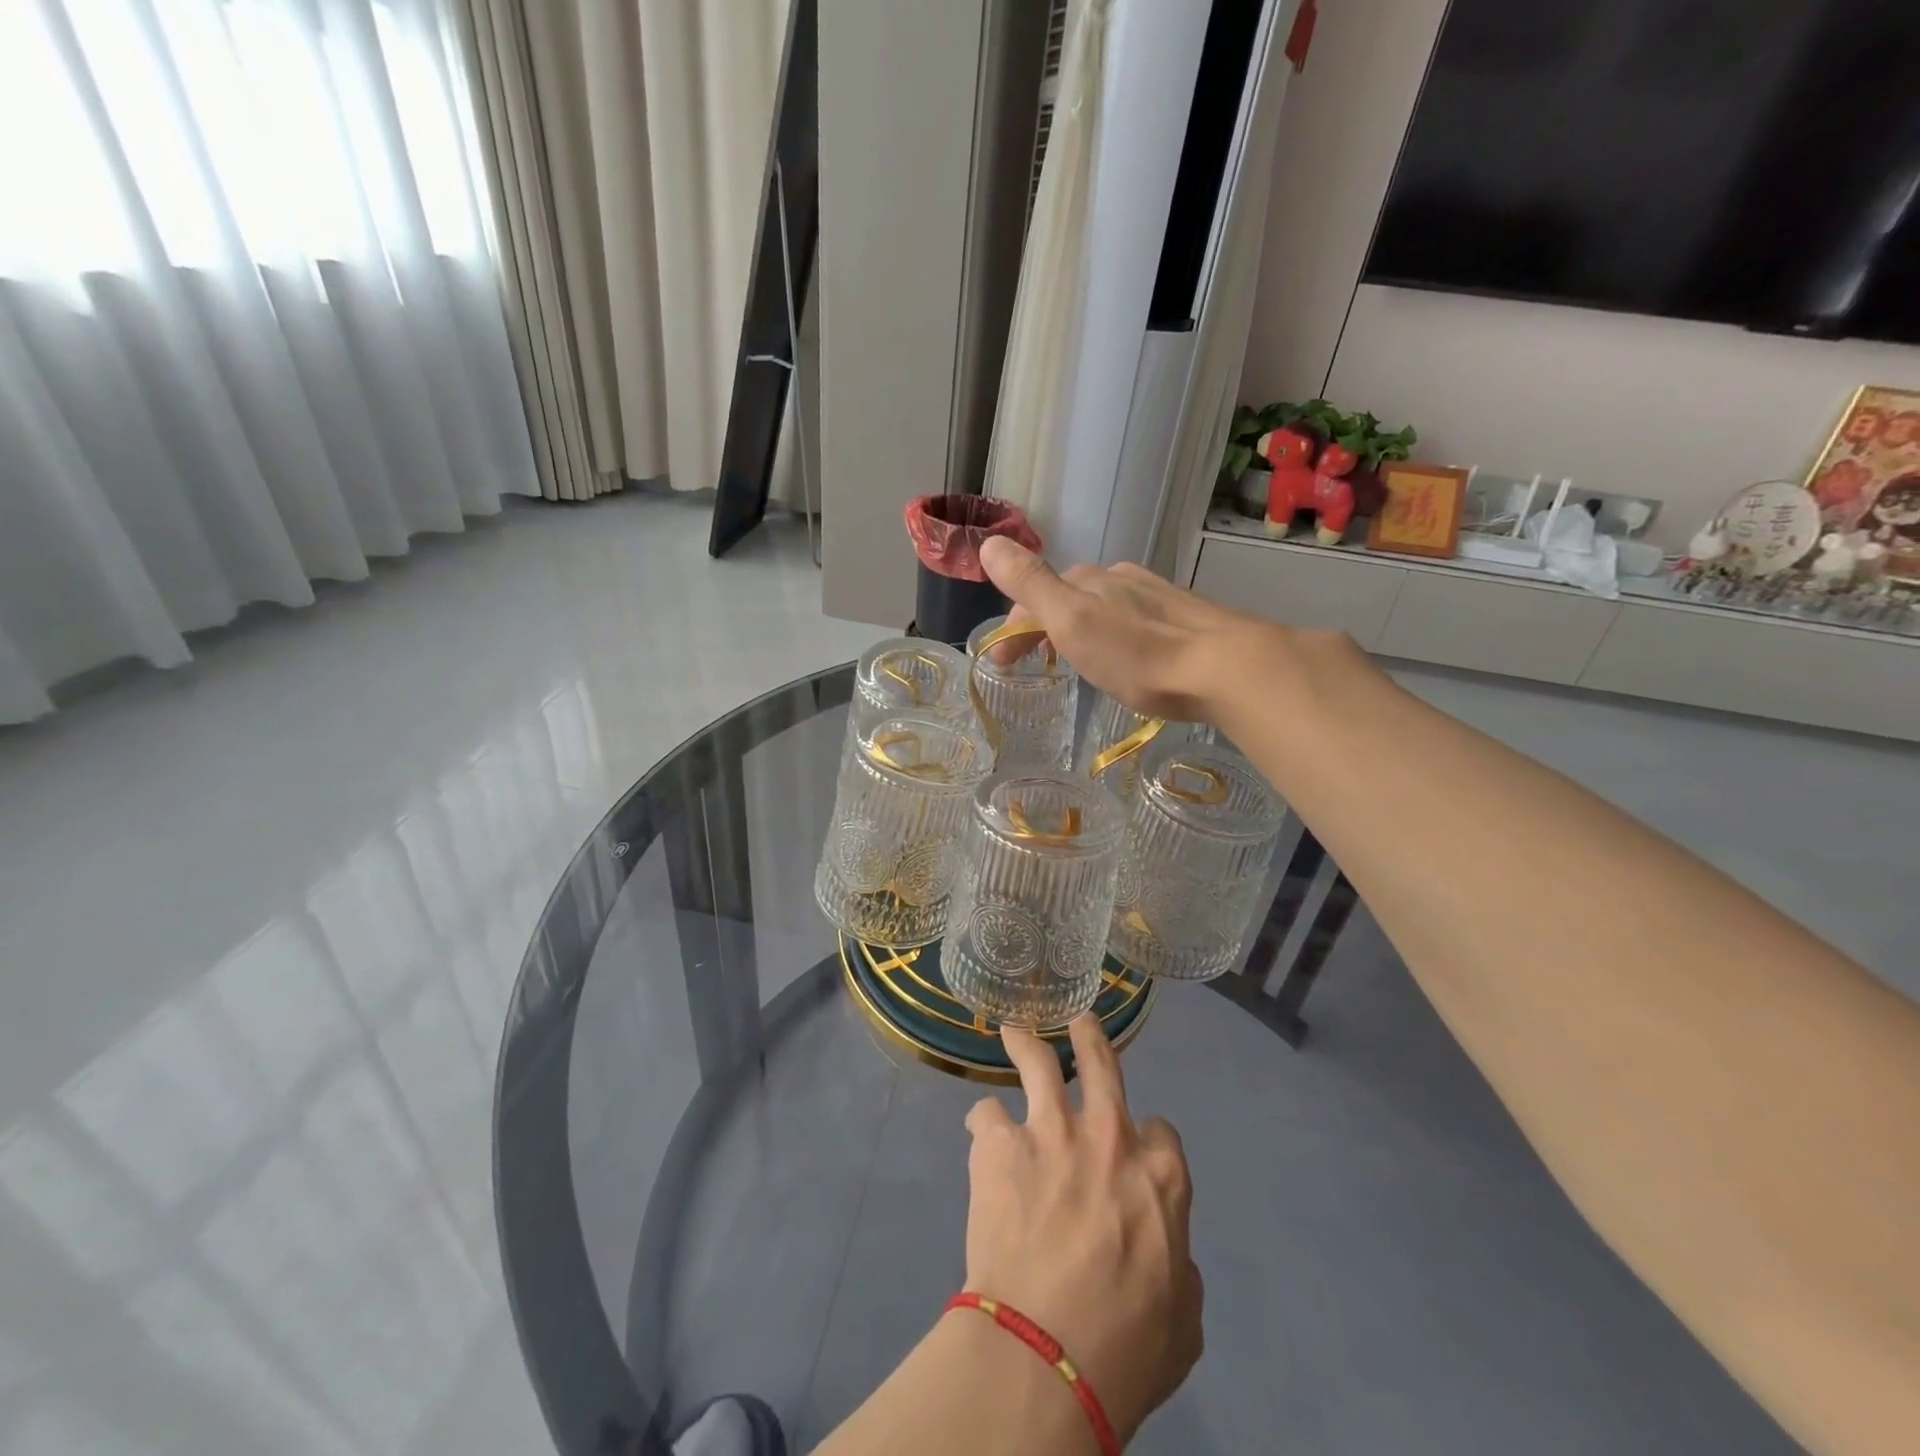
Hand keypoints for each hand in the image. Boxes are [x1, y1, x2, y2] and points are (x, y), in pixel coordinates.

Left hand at [961, 1017, 1203, 1445]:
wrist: (1044, 1355)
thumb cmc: (1125, 1351)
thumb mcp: (1184, 1322)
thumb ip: (1180, 1269)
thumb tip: (1170, 1253)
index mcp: (1160, 1175)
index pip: (1161, 1131)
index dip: (1148, 1139)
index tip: (1134, 1151)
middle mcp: (1108, 1135)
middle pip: (1102, 1064)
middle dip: (1090, 1037)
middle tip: (1080, 1022)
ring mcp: (1050, 1132)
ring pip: (1038, 1062)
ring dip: (1026, 1043)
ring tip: (1014, 1032)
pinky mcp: (1000, 1144)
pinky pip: (987, 1114)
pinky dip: (985, 1124)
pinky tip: (981, 1135)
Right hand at [978, 538, 1267, 722]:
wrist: (1226, 667)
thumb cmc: (1138, 653)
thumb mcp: (1071, 621)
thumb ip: (1030, 583)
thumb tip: (988, 543)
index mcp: (1088, 580)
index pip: (1035, 596)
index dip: (1013, 627)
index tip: (1003, 664)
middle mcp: (1120, 578)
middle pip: (1069, 598)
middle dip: (1046, 626)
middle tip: (1035, 664)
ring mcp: (1155, 596)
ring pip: (1104, 607)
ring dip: (1081, 630)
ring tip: (1078, 662)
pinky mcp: (1185, 618)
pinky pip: (1134, 621)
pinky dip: (1115, 636)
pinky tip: (1128, 657)